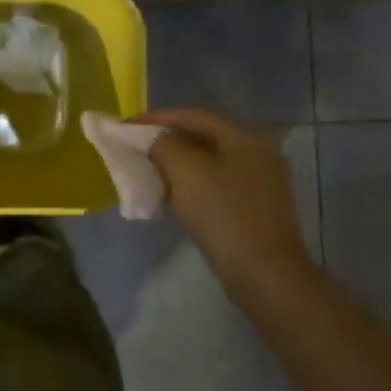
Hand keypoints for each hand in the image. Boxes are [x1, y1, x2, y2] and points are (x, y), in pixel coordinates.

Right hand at [140, 109, 314, 291]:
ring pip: (208, 164)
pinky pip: (215, 187)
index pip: (194, 116)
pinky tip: (170, 197)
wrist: (264, 274)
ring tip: (147, 172)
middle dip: (166, 142)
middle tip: (135, 148)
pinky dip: (190, 186)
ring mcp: (259, 184)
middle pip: (203, 138)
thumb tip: (155, 139)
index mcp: (245, 138)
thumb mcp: (186, 171)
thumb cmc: (223, 214)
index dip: (157, 117)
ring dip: (176, 165)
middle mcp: (257, 154)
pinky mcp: (254, 210)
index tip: (126, 124)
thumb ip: (164, 145)